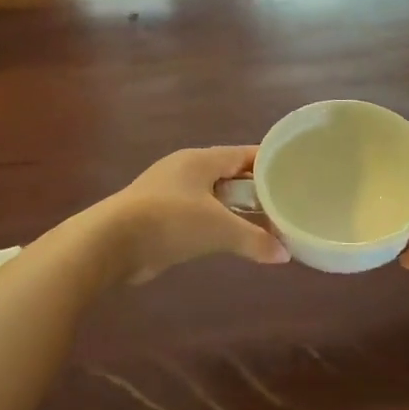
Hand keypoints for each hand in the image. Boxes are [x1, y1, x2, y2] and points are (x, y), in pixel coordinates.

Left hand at [88, 146, 289, 284]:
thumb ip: (255, 240)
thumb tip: (285, 255)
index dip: (270, 163)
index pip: (244, 154)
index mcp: (200, 160)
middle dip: (255, 191)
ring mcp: (169, 193)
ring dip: (236, 211)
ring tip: (265, 225)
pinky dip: (216, 226)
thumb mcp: (219, 230)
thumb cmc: (170, 222)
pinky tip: (230, 241)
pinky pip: (197, 217)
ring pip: (213, 198)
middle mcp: (185, 170)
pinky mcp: (158, 217)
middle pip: (229, 176)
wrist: (111, 242)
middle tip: (286, 205)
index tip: (297, 172)